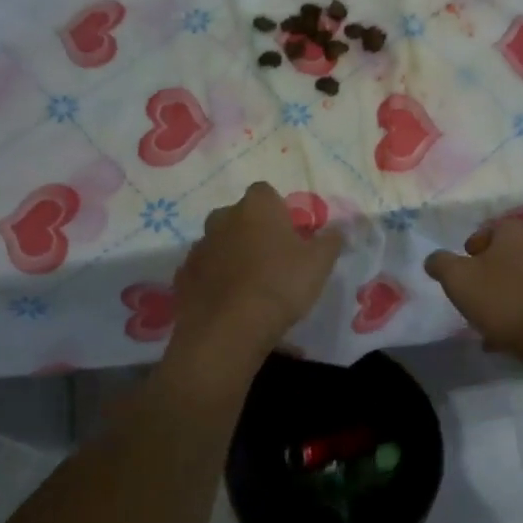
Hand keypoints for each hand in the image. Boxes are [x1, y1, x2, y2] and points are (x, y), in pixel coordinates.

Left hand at [171, 183, 343, 359]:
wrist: (228, 329)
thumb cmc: (280, 285)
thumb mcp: (319, 263)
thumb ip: (331, 241)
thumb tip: (339, 228)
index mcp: (256, 207)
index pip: (266, 193)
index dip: (279, 211)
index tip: (291, 234)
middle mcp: (222, 218)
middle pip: (239, 217)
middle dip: (253, 232)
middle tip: (273, 261)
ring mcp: (199, 247)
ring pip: (220, 244)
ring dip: (233, 257)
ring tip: (251, 287)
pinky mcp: (183, 276)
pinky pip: (204, 272)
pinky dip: (215, 281)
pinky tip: (230, 304)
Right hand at [424, 221, 522, 360]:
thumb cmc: (503, 301)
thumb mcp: (457, 279)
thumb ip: (441, 263)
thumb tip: (434, 259)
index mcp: (517, 232)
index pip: (490, 229)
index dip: (471, 248)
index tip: (462, 271)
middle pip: (507, 255)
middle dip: (488, 273)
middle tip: (473, 295)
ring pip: (521, 280)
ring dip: (504, 295)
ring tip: (488, 320)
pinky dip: (521, 312)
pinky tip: (507, 335)